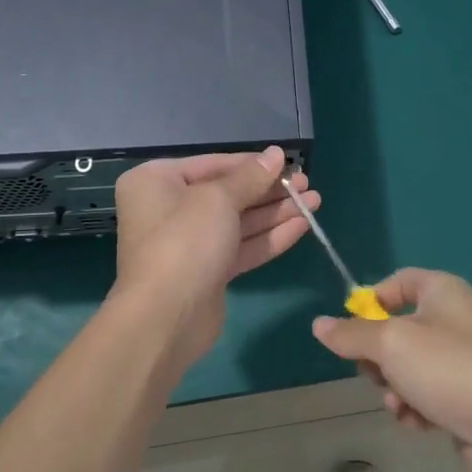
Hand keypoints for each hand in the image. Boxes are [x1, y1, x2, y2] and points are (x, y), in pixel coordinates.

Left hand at [112, 147, 317, 375]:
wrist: (165, 318)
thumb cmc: (185, 242)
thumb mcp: (219, 199)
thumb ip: (250, 176)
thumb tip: (275, 153)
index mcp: (157, 182)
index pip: (213, 164)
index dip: (253, 164)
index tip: (288, 162)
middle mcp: (168, 209)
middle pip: (227, 194)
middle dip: (269, 191)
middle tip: (307, 185)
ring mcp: (188, 244)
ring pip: (237, 222)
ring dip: (275, 213)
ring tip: (314, 202)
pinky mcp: (206, 273)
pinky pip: (240, 248)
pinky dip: (268, 238)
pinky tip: (302, 227)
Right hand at [312, 269, 471, 471]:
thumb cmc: (451, 371)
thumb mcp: (391, 345)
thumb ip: (351, 334)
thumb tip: (319, 325)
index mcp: (443, 292)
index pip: (397, 282)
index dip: (371, 301)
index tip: (352, 329)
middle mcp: (455, 320)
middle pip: (396, 329)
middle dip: (379, 357)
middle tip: (378, 374)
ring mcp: (464, 360)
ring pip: (408, 367)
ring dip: (395, 388)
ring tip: (402, 406)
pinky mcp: (468, 397)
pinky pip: (427, 395)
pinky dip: (417, 408)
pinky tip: (419, 424)